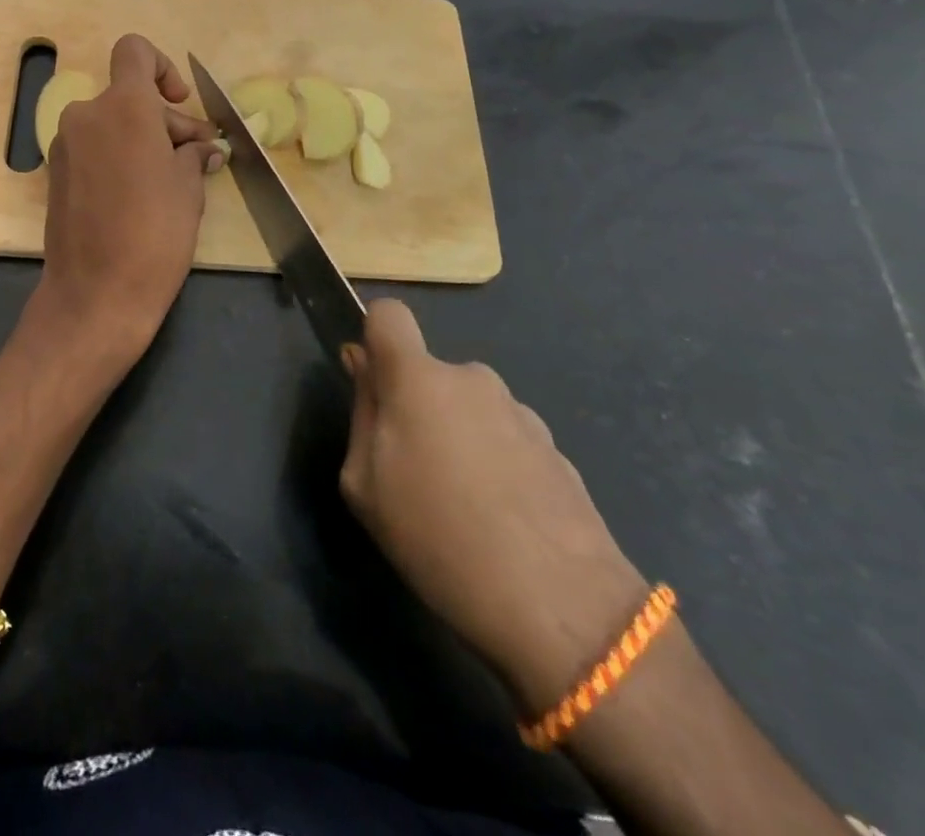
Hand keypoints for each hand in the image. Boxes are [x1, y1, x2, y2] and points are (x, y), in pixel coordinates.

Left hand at [39, 35, 221, 352]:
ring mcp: (65, 144)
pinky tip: (142, 194)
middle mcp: (86, 114)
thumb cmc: (154, 233)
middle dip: (165, 121)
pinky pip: (94, 148)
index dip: (162, 67)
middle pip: (129, 96)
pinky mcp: (56, 173)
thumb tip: (201, 149)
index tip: (179, 103)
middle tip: (198, 157)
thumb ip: (193, 154)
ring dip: (143, 141)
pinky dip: (118, 158)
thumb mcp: (189, 189)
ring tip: (176, 180)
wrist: (96, 293)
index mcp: (123, 106)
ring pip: (112, 124)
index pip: (135, 51)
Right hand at [339, 300, 649, 711]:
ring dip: (459, 439)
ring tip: (465, 509)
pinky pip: (505, 439)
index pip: (388, 314)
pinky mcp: (556, 449)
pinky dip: (496, 465)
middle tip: (414, 473)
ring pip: (468, 409)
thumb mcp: (365, 484)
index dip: (374, 337)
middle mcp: (471, 379)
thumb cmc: (438, 538)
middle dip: (417, 407)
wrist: (561, 608)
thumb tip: (364, 366)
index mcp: (418, 378)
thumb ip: (362, 413)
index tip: (372, 382)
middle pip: (429, 374)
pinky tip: (504, 522)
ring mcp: (520, 412)